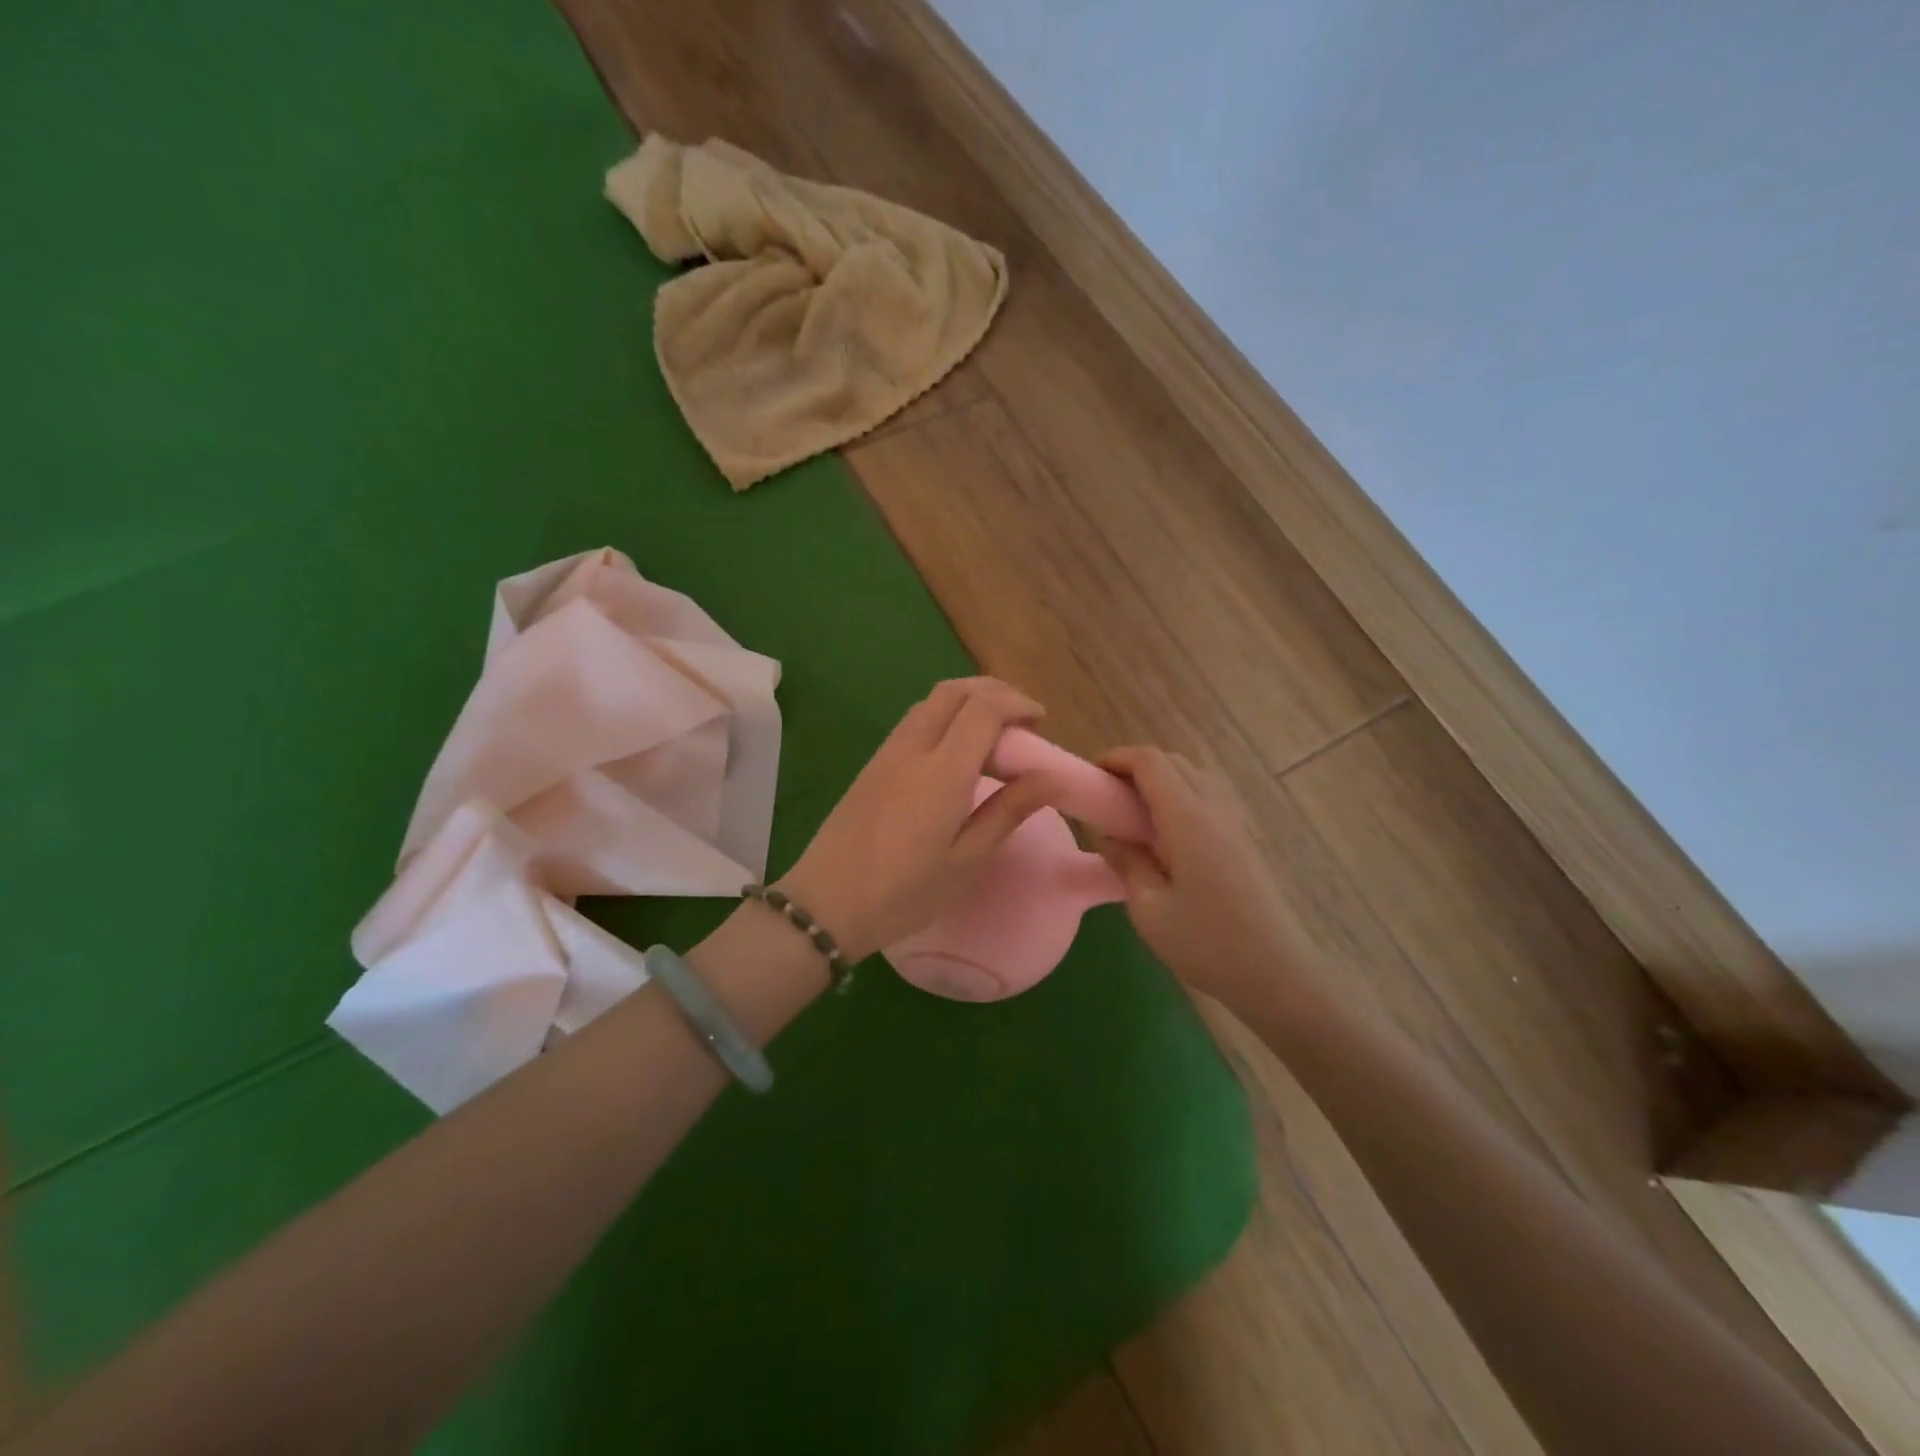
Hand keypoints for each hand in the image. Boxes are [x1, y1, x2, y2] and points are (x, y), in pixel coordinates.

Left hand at [776, 678, 1059, 960]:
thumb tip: (1051, 777)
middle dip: (994, 692)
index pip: (983, 708)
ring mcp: (887, 753)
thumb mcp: (967, 860)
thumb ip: (1008, 810)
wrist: (826, 904)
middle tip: (1021, 722)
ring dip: (967, 702)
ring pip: (931, 702)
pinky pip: (914, 721)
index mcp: (942, 771)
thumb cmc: (904, 892)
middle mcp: (913, 748)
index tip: (1041, 723)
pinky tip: (957, 754)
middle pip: (954, 691)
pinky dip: (944, 718)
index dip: (1018, 704)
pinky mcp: (872, 765)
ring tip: (994, 737)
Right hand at [1095, 747, 1313, 1016]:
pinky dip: (1182, 796)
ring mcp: (1236, 822)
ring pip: (1195, 776)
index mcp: (1188, 818)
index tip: (1090, 777)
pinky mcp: (1246, 839)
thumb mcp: (1149, 909)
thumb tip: (1108, 835)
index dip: (1117, 758)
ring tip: (1134, 814)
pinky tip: (1168, 834)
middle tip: (1108, 797)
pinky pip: (1209, 797)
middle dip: (1135, 767)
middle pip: (1173, 762)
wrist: (1278, 974)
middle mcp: (1214, 808)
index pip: (1150, 762)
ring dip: (1161, 780)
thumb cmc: (1207, 943)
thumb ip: (1126, 862)